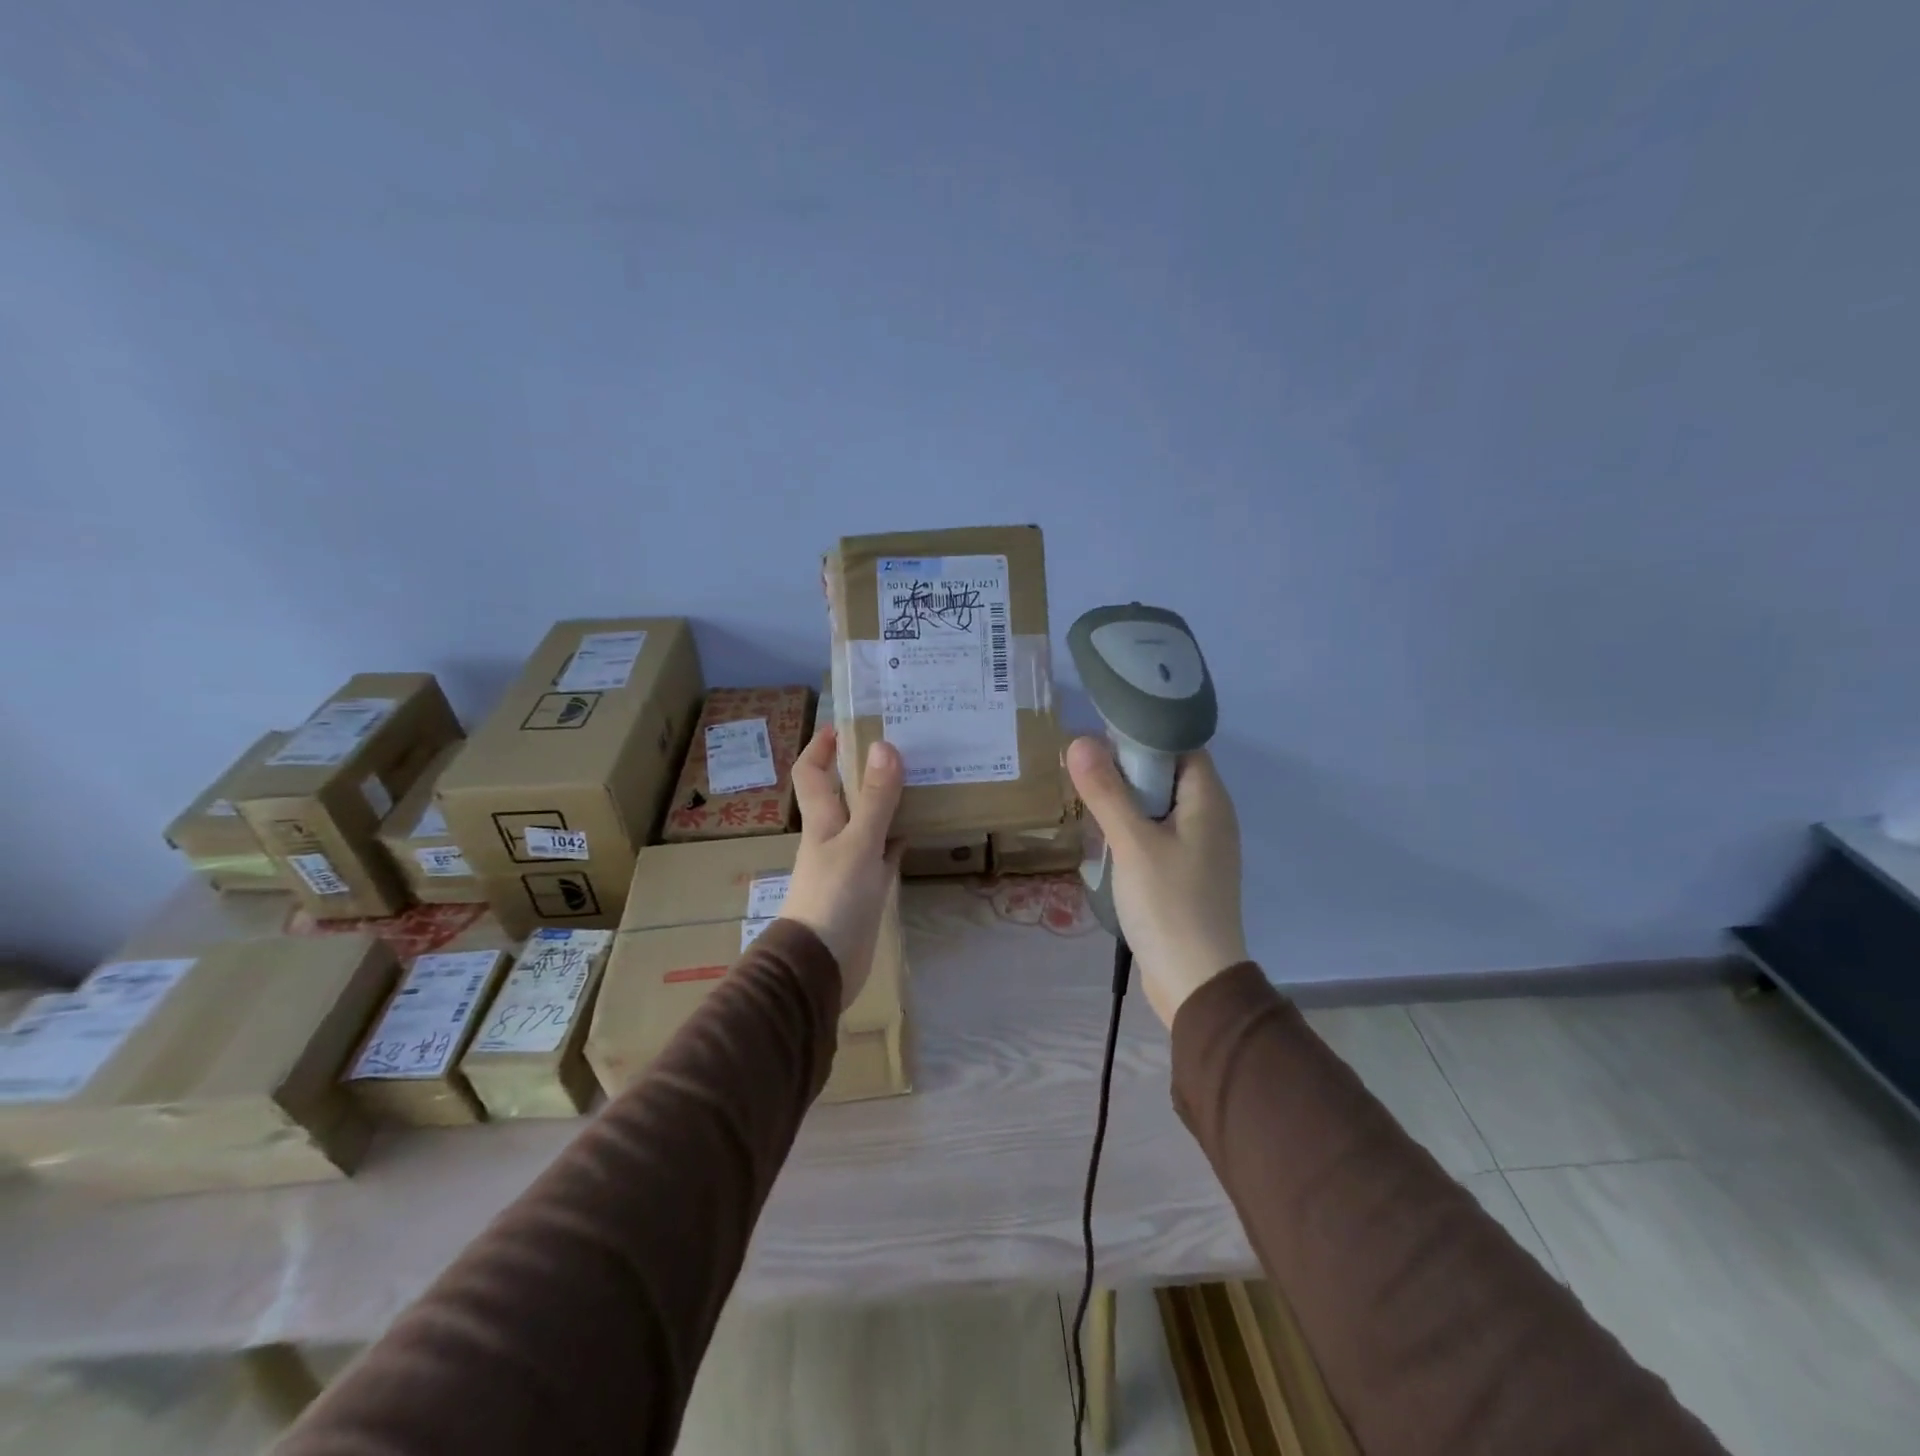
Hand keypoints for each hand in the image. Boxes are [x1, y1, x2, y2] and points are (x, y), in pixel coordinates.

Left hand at [782, 726, 906, 1009]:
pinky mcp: (866, 888)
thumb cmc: (833, 899)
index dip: (823, 745)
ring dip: (887, 800)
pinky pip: (884, 852)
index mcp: (822, 820)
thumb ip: (874, 799)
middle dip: (864, 767)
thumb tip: (884, 745)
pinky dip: (899, 837)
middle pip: (844, 792)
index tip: (849, 722)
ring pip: (868, 820)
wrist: (821, 967)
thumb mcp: (858, 844)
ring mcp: (850, 863)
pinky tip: (921, 827)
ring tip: (921, 776)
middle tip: (902, 743)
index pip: (812, 771)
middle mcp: (833, 835)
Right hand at [1066, 739, 1248, 1028]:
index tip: (1100, 735)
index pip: (1180, 744)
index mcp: (1208, 800)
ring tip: (1086, 800)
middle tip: (1084, 769)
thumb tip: (1080, 740)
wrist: (1195, 981)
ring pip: (1158, 806)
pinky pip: (1157, 835)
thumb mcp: (1132, 843)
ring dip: (1125, 801)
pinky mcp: (1186, 873)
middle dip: (1126, 768)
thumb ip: (1107, 791)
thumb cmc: (1169, 904)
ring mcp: (1200, 848)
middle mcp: (1210, 817)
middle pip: (1167, 774)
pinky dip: (1132, 830)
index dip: (1143, 734)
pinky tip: (1104, 839)